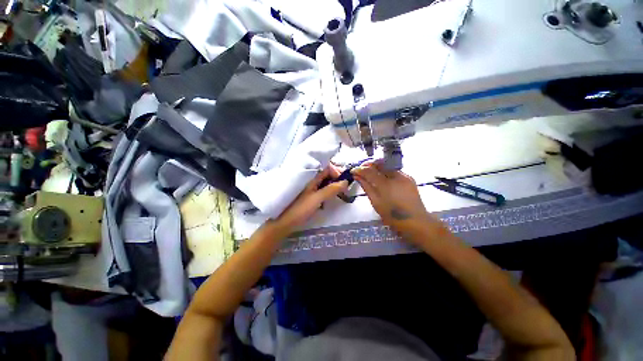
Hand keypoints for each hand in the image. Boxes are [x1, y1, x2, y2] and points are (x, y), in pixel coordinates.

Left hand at [272, 165, 347, 235]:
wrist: (283, 222)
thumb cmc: (300, 209)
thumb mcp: (317, 198)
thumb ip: (331, 189)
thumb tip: (346, 181)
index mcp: (310, 177)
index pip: (326, 167)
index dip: (336, 171)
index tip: (344, 180)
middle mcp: (309, 179)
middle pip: (325, 174)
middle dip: (335, 179)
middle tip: (343, 188)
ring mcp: (308, 187)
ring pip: (323, 182)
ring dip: (331, 186)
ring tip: (338, 194)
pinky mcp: (307, 195)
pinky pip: (319, 189)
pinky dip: (326, 192)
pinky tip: (328, 199)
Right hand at [352, 162, 435, 241]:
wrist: (416, 222)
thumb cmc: (393, 216)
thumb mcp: (376, 202)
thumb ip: (366, 187)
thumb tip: (357, 177)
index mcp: (386, 184)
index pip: (369, 171)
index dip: (359, 169)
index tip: (353, 171)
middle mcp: (395, 176)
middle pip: (379, 163)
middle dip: (368, 164)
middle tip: (361, 170)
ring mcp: (404, 176)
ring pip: (387, 165)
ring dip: (377, 166)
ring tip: (370, 173)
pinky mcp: (409, 178)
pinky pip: (394, 170)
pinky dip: (385, 171)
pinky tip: (382, 178)